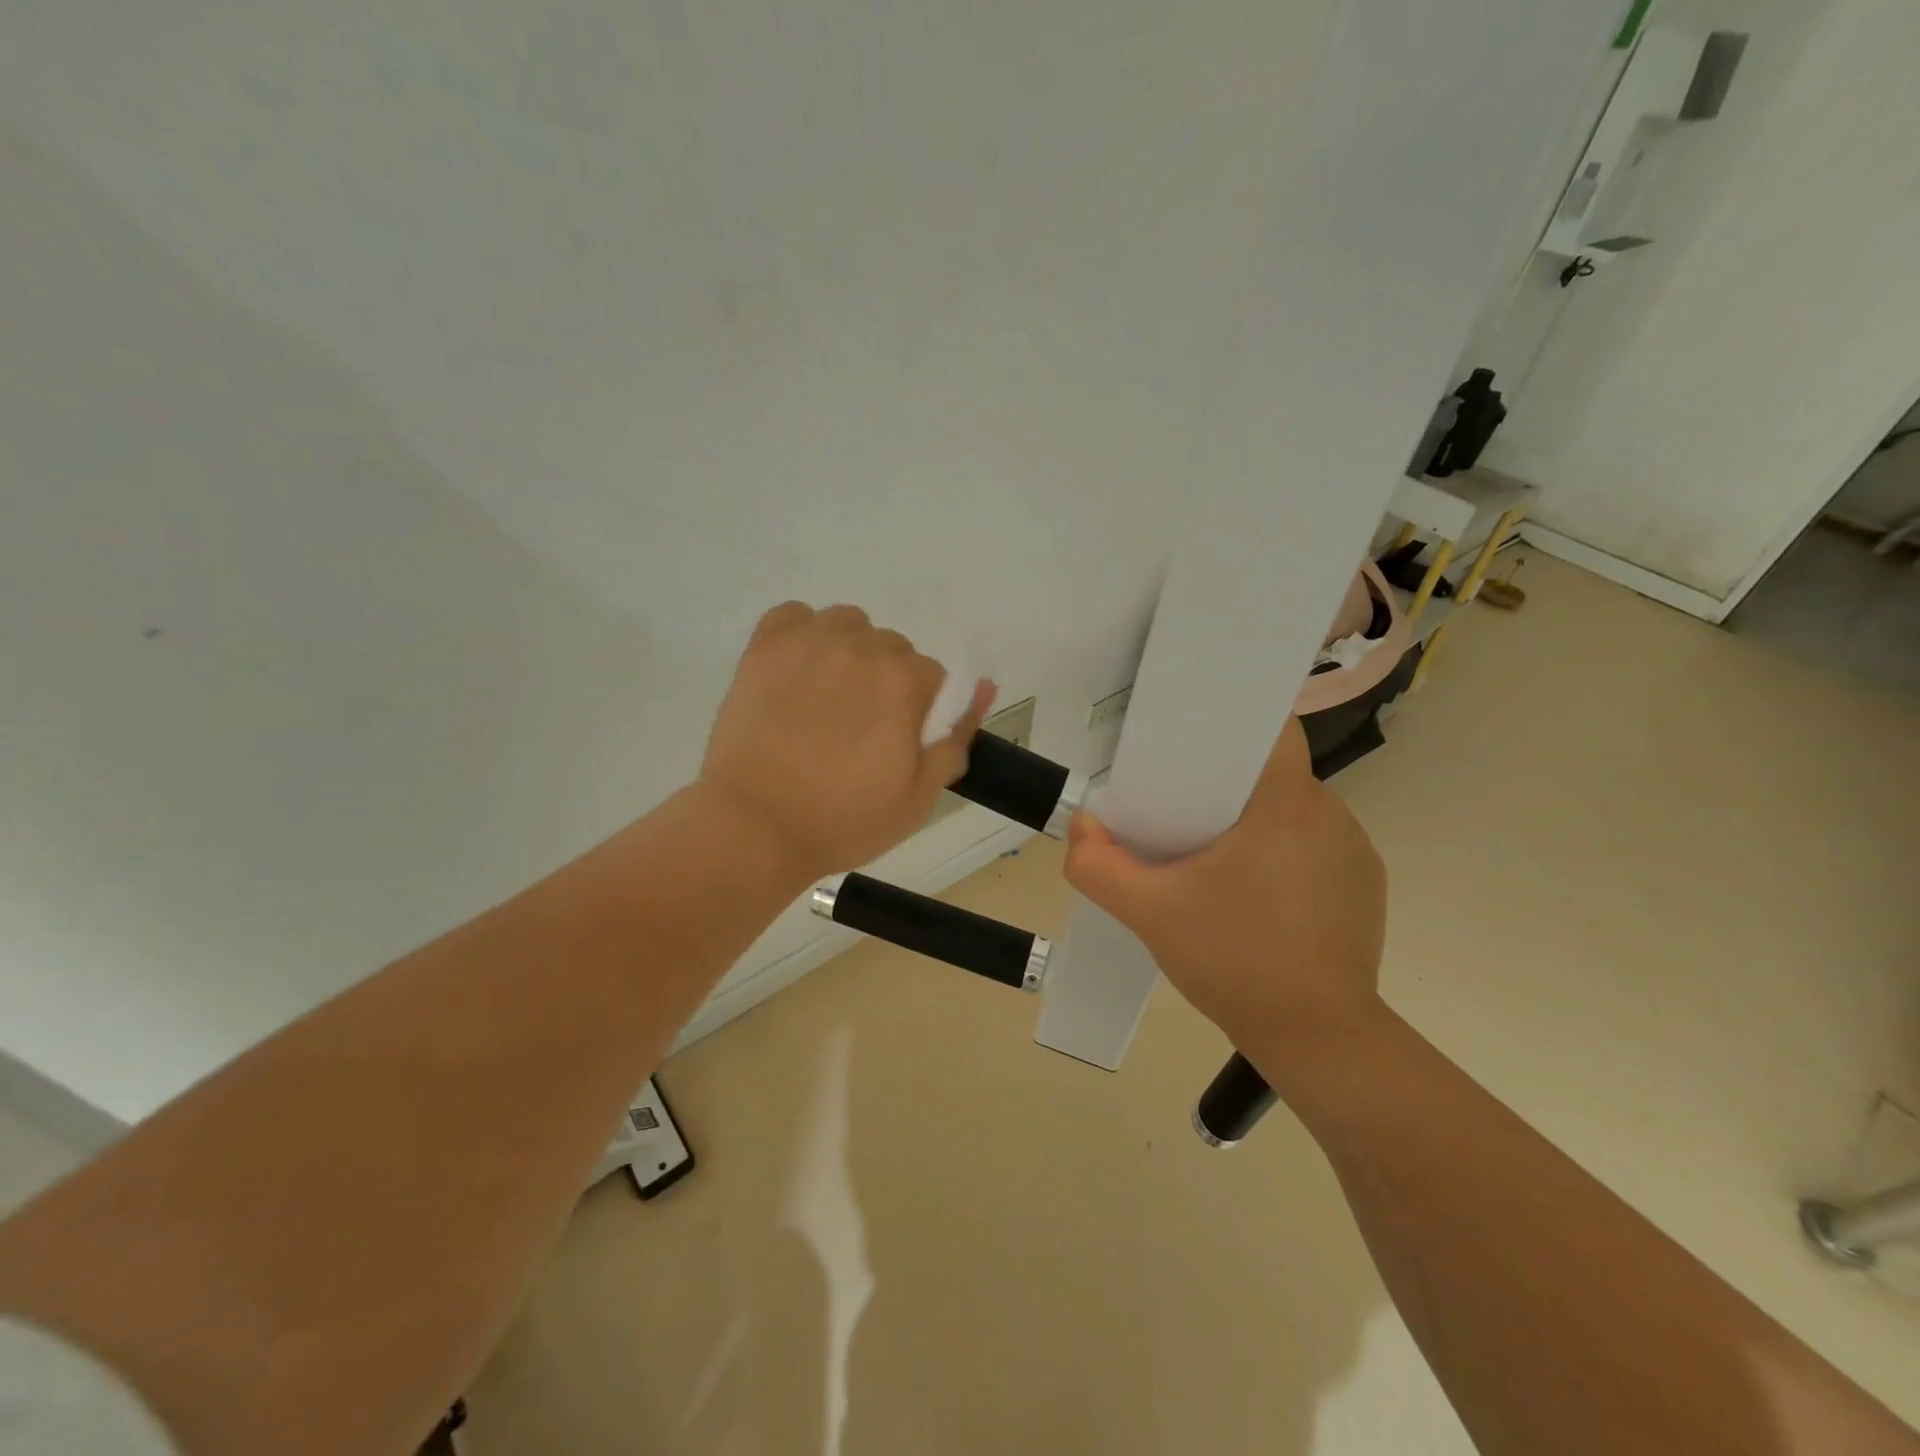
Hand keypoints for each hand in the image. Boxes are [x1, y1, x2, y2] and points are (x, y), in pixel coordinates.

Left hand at [699, 603, 994, 879]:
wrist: (754, 827)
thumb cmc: (844, 820)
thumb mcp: (919, 796)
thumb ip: (956, 738)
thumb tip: (984, 687)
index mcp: (903, 682)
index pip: (933, 677)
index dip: (921, 711)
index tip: (899, 742)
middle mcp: (861, 649)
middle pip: (893, 648)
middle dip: (888, 682)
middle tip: (862, 728)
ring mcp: (809, 643)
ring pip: (849, 624)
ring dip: (851, 650)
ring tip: (831, 695)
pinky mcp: (764, 648)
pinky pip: (794, 615)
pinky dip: (803, 632)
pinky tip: (799, 668)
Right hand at [1064, 718, 1386, 1053]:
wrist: (1317, 1039)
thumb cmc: (1234, 962)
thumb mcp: (1148, 913)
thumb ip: (1097, 865)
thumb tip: (1081, 825)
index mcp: (1285, 804)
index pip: (1271, 730)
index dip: (1231, 726)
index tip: (1191, 747)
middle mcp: (1331, 814)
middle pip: (1273, 772)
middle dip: (1229, 784)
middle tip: (1183, 812)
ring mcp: (1356, 850)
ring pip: (1294, 809)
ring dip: (1258, 822)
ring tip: (1218, 859)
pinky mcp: (1367, 885)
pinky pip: (1316, 845)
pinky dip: (1286, 854)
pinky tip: (1258, 896)